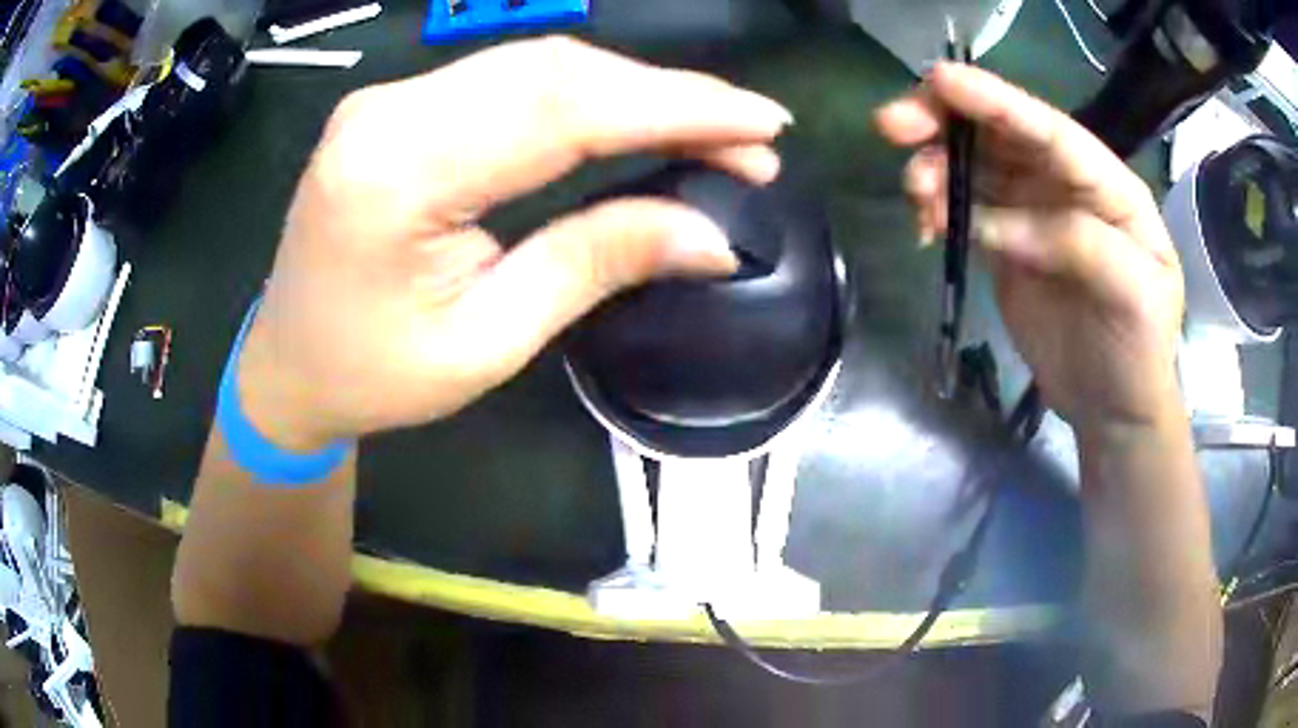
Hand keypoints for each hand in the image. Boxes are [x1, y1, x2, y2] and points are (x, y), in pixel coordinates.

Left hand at [235, 37, 791, 450]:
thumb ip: (594, 264)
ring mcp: (389, 99)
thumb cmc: (372, 375)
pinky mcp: (400, 104)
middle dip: (668, 94)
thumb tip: (711, 236)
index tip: (763, 124)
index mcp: (395, 173)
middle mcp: (388, 111)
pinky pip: (509, 79)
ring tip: (711, 130)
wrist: (288, 365)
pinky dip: (586, 94)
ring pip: (538, 65)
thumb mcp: (486, 342)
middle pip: (554, 70)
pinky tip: (635, 116)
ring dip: (634, 90)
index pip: (561, 109)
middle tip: (752, 134)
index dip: (675, 107)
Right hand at [876, 63, 1184, 433]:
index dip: (996, 102)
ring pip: (975, 167)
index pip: (1049, 131)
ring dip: (935, 167)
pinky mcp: (1007, 244)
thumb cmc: (1139, 351)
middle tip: (892, 125)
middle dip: (946, 120)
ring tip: (914, 194)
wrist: (1114, 406)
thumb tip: (997, 223)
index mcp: (1107, 186)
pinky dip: (938, 206)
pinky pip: (965, 209)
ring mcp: (1034, 213)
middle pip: (1001, 134)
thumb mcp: (1134, 296)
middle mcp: (1067, 186)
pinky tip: (925, 223)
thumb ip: (1080, 245)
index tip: (940, 81)